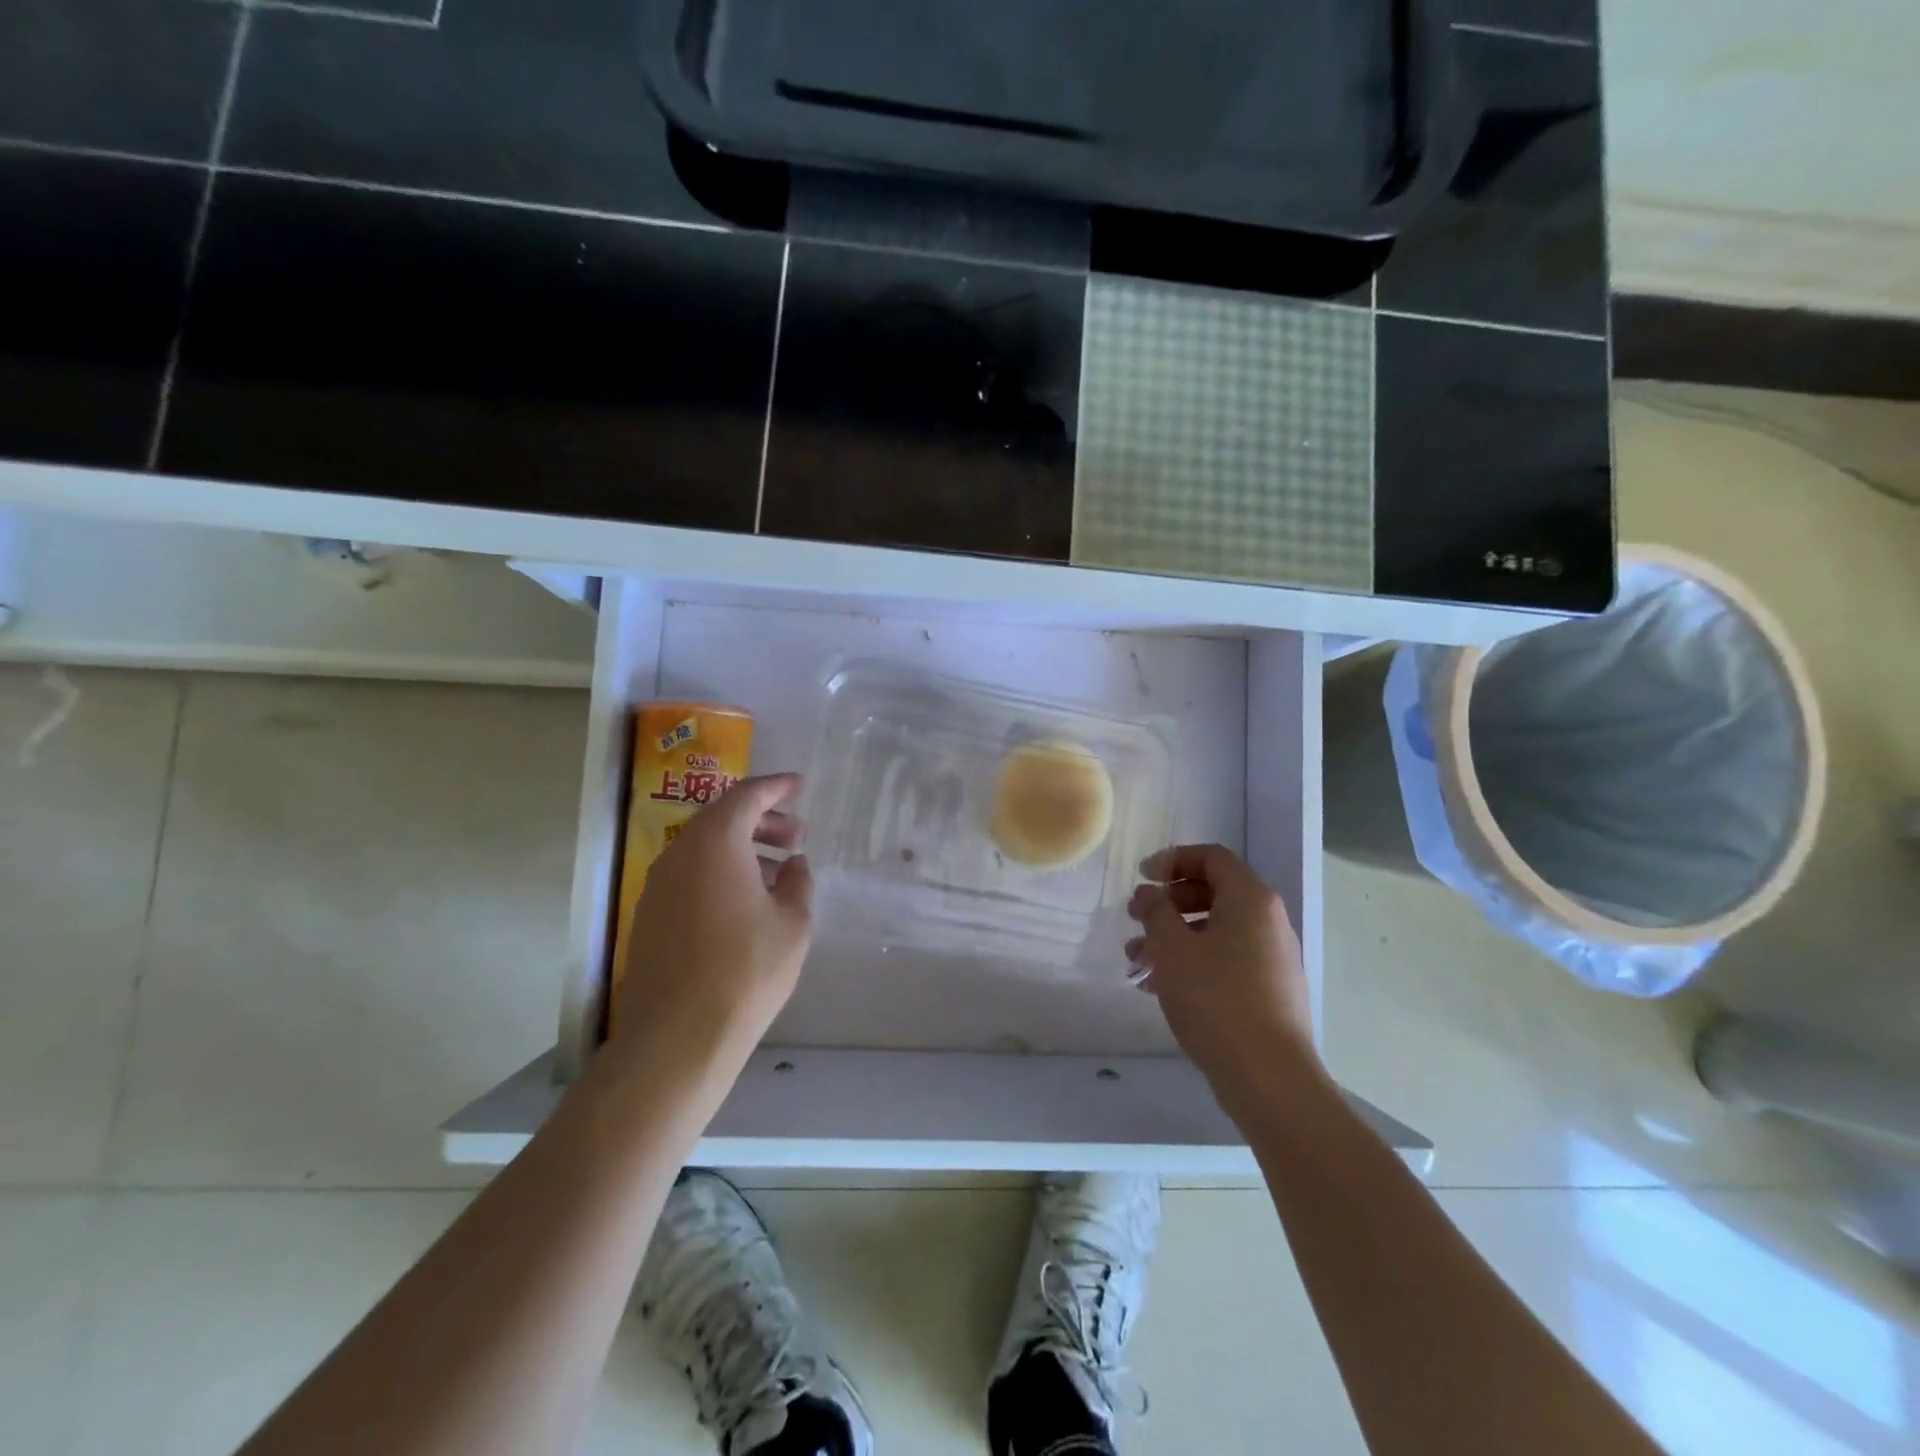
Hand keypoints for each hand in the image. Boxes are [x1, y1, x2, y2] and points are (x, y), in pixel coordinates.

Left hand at [611, 774, 813, 1079]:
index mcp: (715, 843)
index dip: (776, 787)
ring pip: (704, 849)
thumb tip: (792, 865)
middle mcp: (679, 854)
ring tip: (778, 872)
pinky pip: (690, 875)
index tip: (799, 785)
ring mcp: (658, 886)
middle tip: (796, 836)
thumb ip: (797, 884)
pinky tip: (747, 903)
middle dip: (762, 820)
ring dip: (742, 849)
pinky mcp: (650, 917)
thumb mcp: (793, 924)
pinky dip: (721, 873)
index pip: (746, 796)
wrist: (677, 1038)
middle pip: (722, 819)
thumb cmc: (746, 970)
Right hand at [1127, 843, 1322, 1113]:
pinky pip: (1225, 959)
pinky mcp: (1268, 990)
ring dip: (1173, 937)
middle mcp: (1268, 921)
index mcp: (1251, 899)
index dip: (1172, 859)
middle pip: (1212, 892)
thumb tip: (1149, 893)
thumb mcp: (1172, 948)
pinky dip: (1192, 962)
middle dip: (1168, 903)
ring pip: (1215, 930)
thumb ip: (1156, 911)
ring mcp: (1272, 957)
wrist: (1269, 1077)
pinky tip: (1159, 987)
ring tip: (1137, 962)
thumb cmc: (1216, 999)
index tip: (1142, 878)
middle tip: (1135, 919)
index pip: (1211, 857)